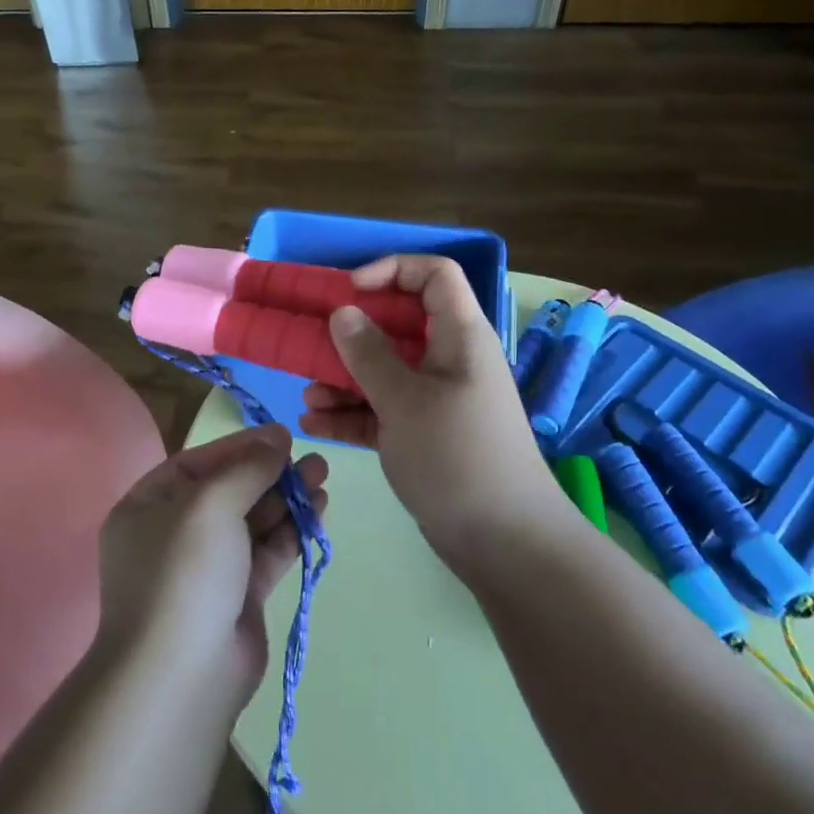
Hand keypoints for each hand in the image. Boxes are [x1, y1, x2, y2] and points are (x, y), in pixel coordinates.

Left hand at [96, 425, 328, 709]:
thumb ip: (247, 468)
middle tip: (311, 458)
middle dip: (269, 473)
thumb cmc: (184, 572)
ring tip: (323, 477)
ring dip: (286, 499)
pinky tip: (318, 511)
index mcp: (148, 507)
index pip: (197, 464)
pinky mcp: (237, 597)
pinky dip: (290, 532)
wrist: (182, 676)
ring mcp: (207, 568)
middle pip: (228, 491)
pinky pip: (266, 553)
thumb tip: (276, 437)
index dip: (240, 446)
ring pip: (251, 522)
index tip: (281, 436)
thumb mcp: (210, 504)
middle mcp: (175, 534)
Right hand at [299, 255, 553, 565]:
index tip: (349, 290)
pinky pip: (381, 410)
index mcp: (459, 337)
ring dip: (343, 380)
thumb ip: (369, 354)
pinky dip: (351, 413)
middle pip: (397, 325)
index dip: (392, 270)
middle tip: (312, 344)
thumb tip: (343, 313)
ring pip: (383, 371)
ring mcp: (435, 399)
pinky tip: (315, 424)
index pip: (434, 275)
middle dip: (351, 334)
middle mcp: (448, 360)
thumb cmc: (457, 456)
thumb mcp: (405, 400)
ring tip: (309, 399)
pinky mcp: (423, 434)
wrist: (504, 543)